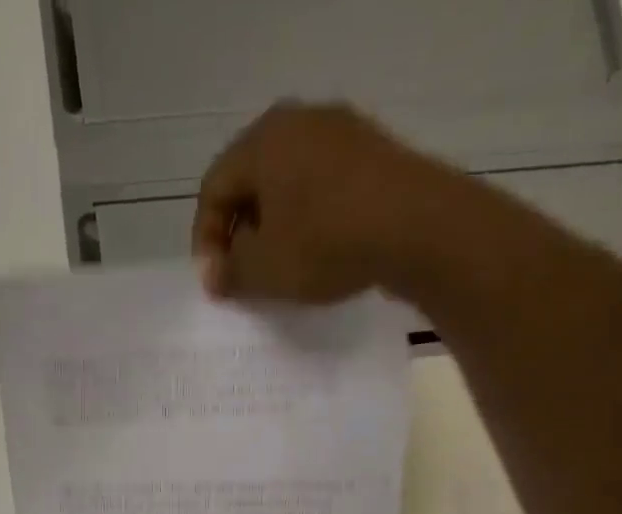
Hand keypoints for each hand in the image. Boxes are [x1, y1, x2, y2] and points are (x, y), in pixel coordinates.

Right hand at [191, 102, 437, 302]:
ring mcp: (341, 132)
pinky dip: (310, 220)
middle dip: (240, 233)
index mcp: (262, 140)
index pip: (214, 190)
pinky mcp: (373, 152)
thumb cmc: (324, 243)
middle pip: (252, 182)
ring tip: (279, 270)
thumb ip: (230, 271)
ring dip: (276, 228)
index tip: (214, 283)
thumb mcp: (263, 268)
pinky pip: (324, 188)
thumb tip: (215, 274)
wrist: (415, 226)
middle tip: (242, 276)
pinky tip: (317, 254)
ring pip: (289, 184)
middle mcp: (299, 121)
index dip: (205, 242)